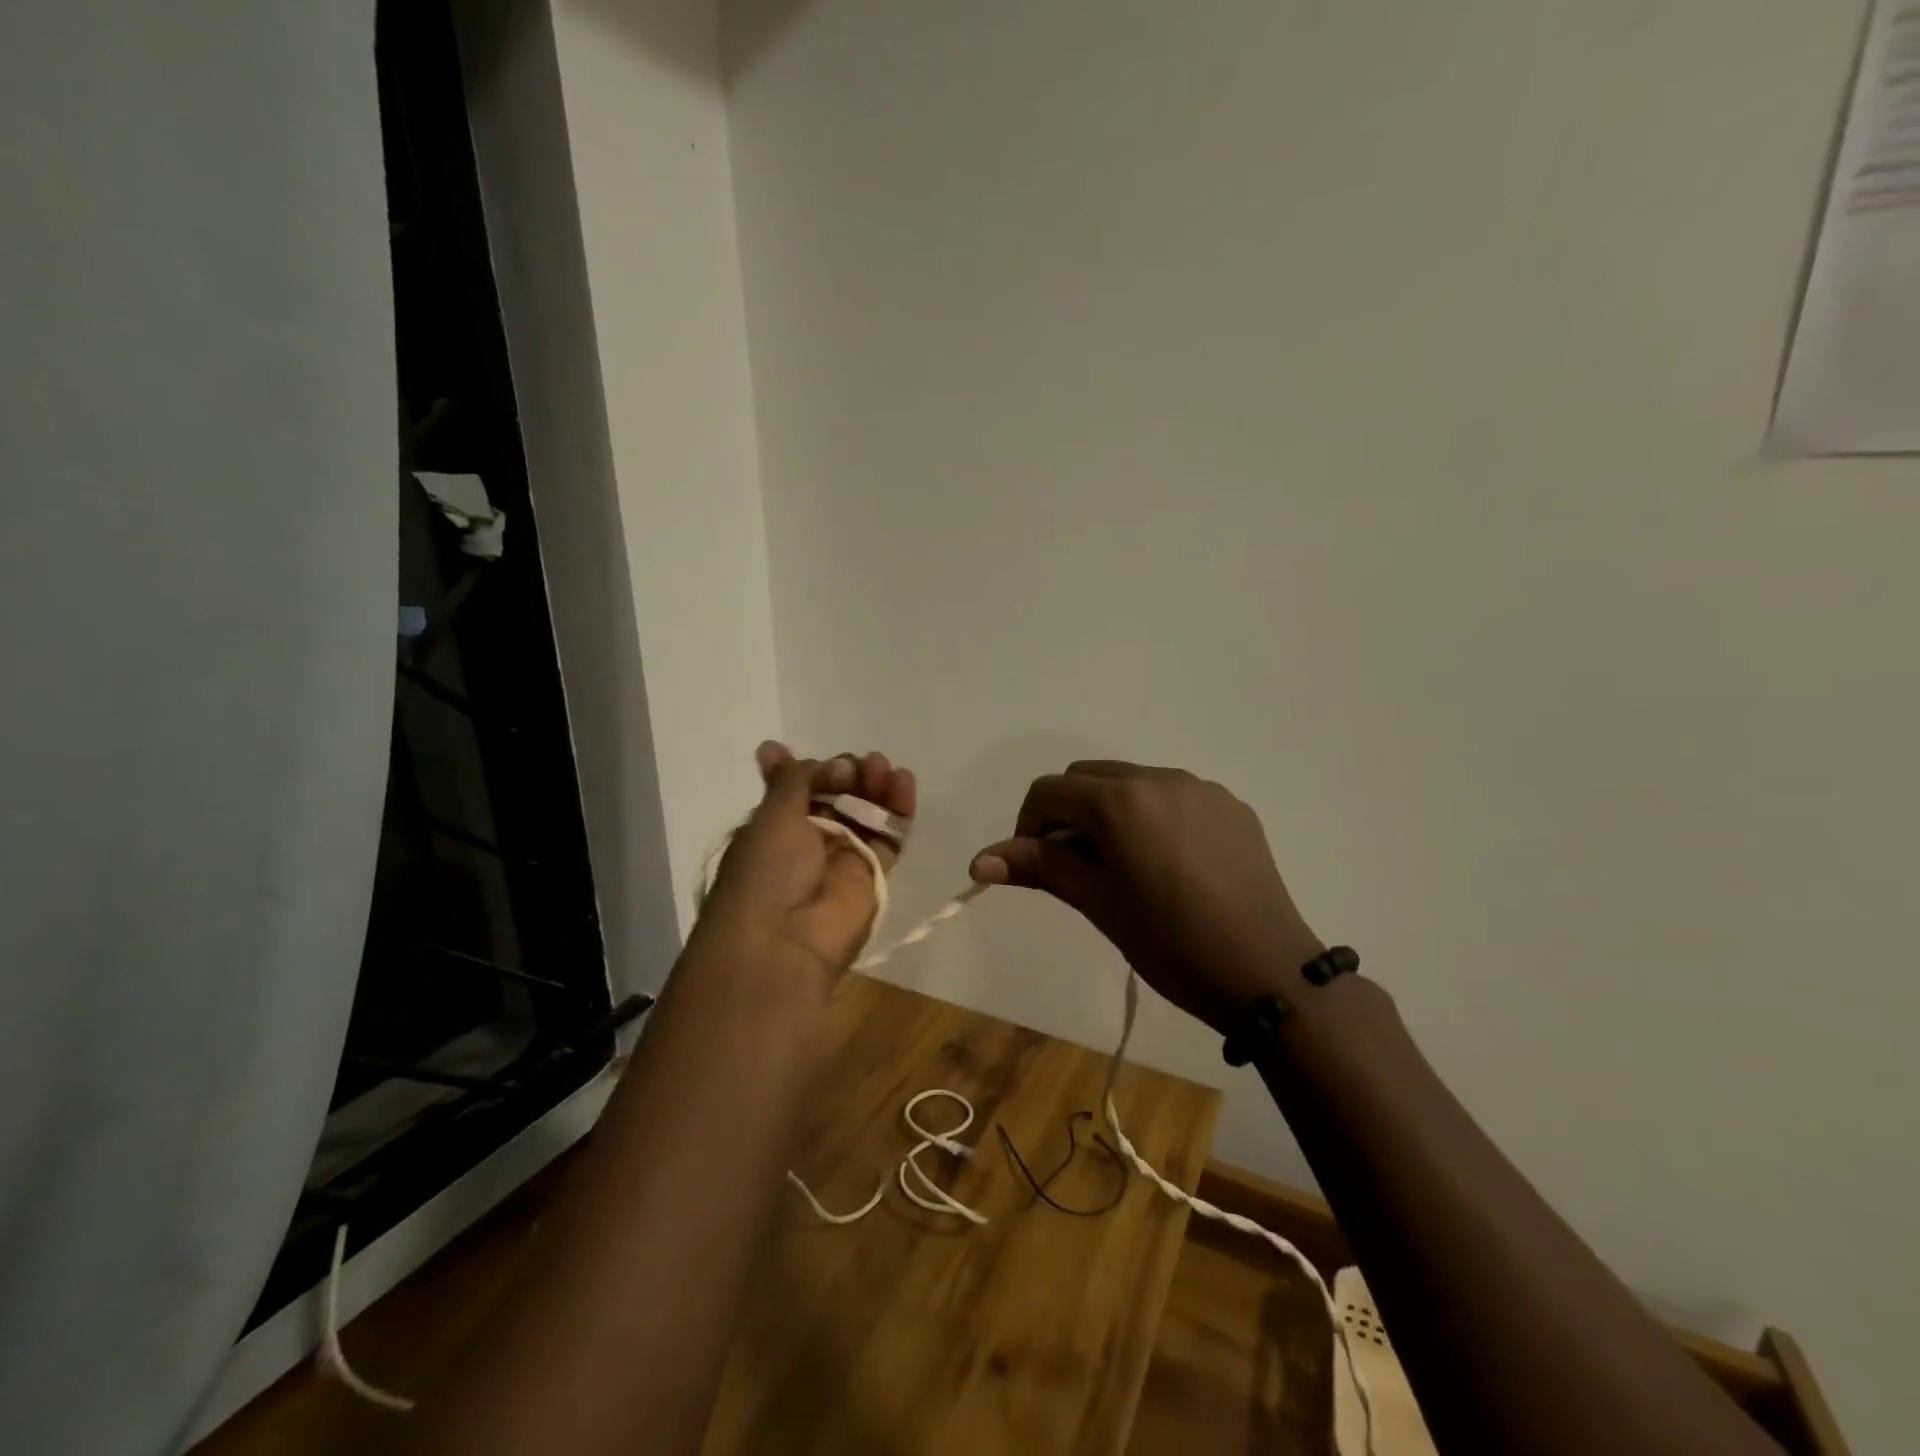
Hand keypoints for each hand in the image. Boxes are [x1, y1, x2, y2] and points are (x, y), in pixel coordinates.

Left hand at [688, 742, 915, 987]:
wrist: (786, 942)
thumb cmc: (767, 872)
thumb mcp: (772, 816)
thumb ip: (789, 780)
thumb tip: (775, 747)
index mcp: (774, 826)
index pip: (801, 786)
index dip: (815, 769)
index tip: (826, 764)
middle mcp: (807, 840)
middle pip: (838, 795)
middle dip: (848, 773)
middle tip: (856, 767)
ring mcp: (842, 856)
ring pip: (866, 811)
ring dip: (876, 785)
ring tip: (884, 769)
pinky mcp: (873, 873)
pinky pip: (890, 834)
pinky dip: (899, 808)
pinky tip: (904, 783)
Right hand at [970, 761, 1322, 1034]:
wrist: (1268, 973)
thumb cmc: (1171, 943)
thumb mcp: (1098, 903)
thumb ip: (1040, 867)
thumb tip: (978, 860)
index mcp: (1121, 799)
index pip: (1048, 792)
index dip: (1028, 827)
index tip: (1039, 868)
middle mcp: (1160, 777)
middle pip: (1087, 778)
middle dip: (1068, 814)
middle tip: (1077, 868)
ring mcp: (1201, 788)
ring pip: (1131, 782)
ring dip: (1111, 813)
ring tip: (1126, 867)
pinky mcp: (1232, 806)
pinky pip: (1173, 796)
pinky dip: (1152, 817)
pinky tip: (1170, 865)